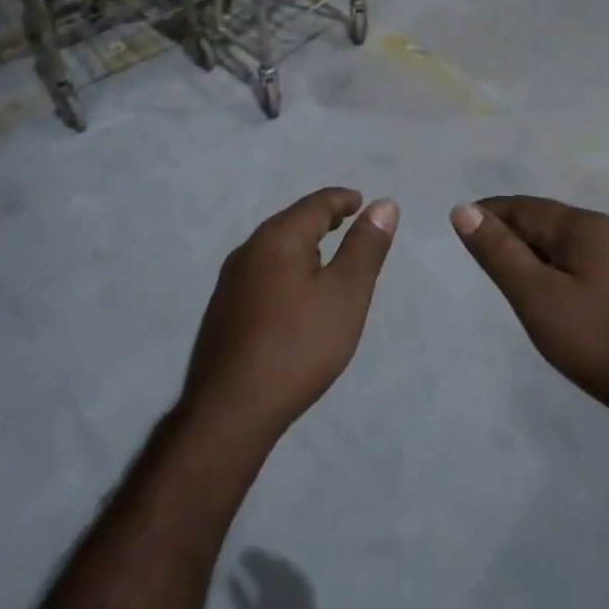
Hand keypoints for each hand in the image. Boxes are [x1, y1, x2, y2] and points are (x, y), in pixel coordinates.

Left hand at [183, 188, 397, 443]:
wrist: (232, 408)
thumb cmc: (298, 345)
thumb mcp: (345, 294)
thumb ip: (365, 247)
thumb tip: (383, 204)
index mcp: (278, 237)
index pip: (315, 204)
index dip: (341, 200)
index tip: (361, 201)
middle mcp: (249, 249)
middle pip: (290, 222)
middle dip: (320, 219)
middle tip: (347, 222)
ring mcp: (231, 280)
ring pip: (274, 248)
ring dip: (302, 244)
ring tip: (325, 256)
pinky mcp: (224, 309)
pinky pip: (262, 272)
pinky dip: (286, 268)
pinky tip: (294, 292)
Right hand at [228, 549, 317, 608]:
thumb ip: (238, 596)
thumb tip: (230, 575)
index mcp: (270, 580)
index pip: (258, 560)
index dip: (249, 556)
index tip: (241, 556)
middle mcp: (286, 576)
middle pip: (271, 560)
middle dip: (260, 558)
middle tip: (251, 559)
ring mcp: (299, 581)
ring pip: (283, 564)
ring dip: (273, 562)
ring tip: (264, 565)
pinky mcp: (308, 589)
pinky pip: (295, 572)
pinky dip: (286, 570)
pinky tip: (282, 575)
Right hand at [451, 196, 608, 437]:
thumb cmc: (599, 342)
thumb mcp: (537, 297)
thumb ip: (498, 252)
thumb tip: (463, 209)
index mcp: (587, 225)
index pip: (524, 207)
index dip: (489, 214)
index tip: (460, 230)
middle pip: (547, 222)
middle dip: (511, 234)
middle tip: (480, 260)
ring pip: (566, 244)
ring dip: (534, 254)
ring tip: (509, 279)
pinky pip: (585, 263)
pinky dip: (558, 270)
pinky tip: (551, 295)